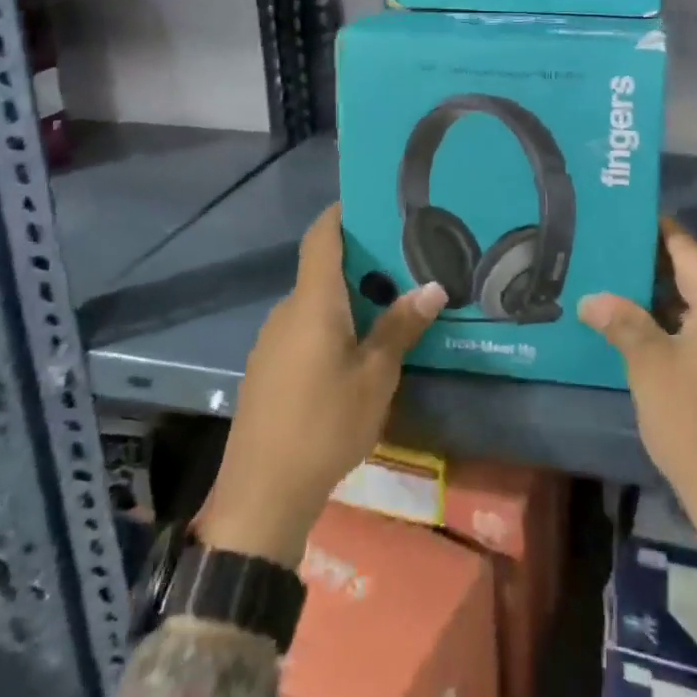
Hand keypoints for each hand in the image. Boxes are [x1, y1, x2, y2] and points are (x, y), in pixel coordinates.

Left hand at [198, 203, 446, 568]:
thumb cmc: (325, 424)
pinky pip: (304, 328)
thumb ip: (401, 327)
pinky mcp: (268, 369)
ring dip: (348, 296)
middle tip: (405, 260)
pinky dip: (332, 323)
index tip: (375, 201)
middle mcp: (287, 311)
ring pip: (314, 302)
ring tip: (390, 303)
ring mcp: (272, 341)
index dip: (342, 212)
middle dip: (361, 260)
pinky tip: (357, 348)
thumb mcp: (376, 376)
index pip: (322, 236)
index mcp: (313, 302)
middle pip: (322, 268)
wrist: (262, 495)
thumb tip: (434, 285)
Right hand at [581, 218, 696, 631]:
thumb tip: (593, 298)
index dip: (649, 233)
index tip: (619, 227)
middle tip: (616, 272)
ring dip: (682, 306)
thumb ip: (622, 321)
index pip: (683, 245)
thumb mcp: (649, 367)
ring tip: (636, 307)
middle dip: (659, 274)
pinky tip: (675, 346)